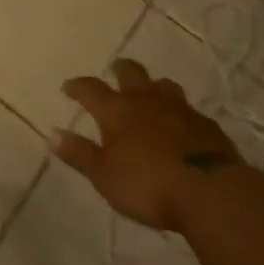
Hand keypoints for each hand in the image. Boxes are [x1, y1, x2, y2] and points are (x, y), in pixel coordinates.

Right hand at [52, 59, 245, 232]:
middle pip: (131, 73)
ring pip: (164, 86)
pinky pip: (190, 111)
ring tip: (151, 95)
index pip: (90, 89)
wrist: (212, 194)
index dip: (77, 86)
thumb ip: (79, 154)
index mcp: (117, 111)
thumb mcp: (104, 176)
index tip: (68, 88)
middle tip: (115, 72)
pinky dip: (181, 114)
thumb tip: (52, 134)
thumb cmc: (149, 185)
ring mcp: (180, 111)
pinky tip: (182, 126)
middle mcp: (146, 101)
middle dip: (120, 70)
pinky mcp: (208, 127)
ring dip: (154, 87)